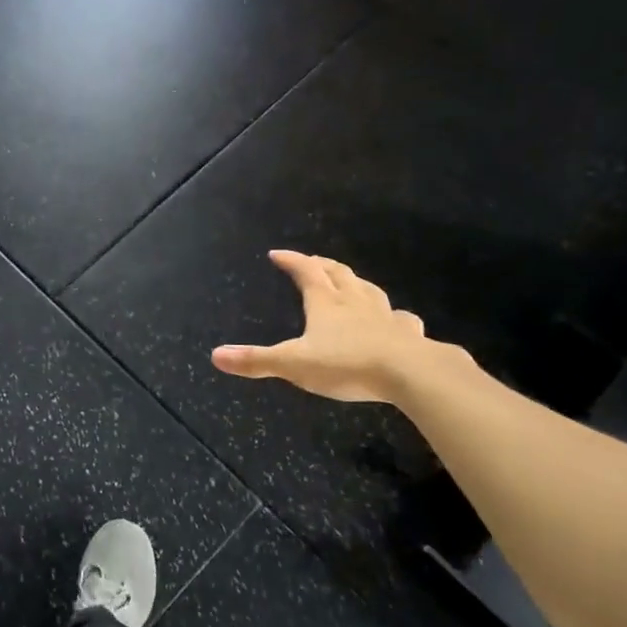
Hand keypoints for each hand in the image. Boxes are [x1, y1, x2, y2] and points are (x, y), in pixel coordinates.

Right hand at [212, 250, 442, 403]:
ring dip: (355, 283)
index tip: (277, 253)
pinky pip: (400, 319)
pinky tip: (395, 320)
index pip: (305, 271)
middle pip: (338, 274)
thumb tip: (215, 355)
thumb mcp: (293, 364)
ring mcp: (385, 316)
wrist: (410, 373)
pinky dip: (393, 315)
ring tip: (348, 282)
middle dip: (321, 265)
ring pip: (368, 290)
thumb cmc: (346, 364)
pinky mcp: (408, 334)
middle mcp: (355, 302)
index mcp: (325, 303)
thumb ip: (256, 360)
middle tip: (311, 261)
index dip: (291, 260)